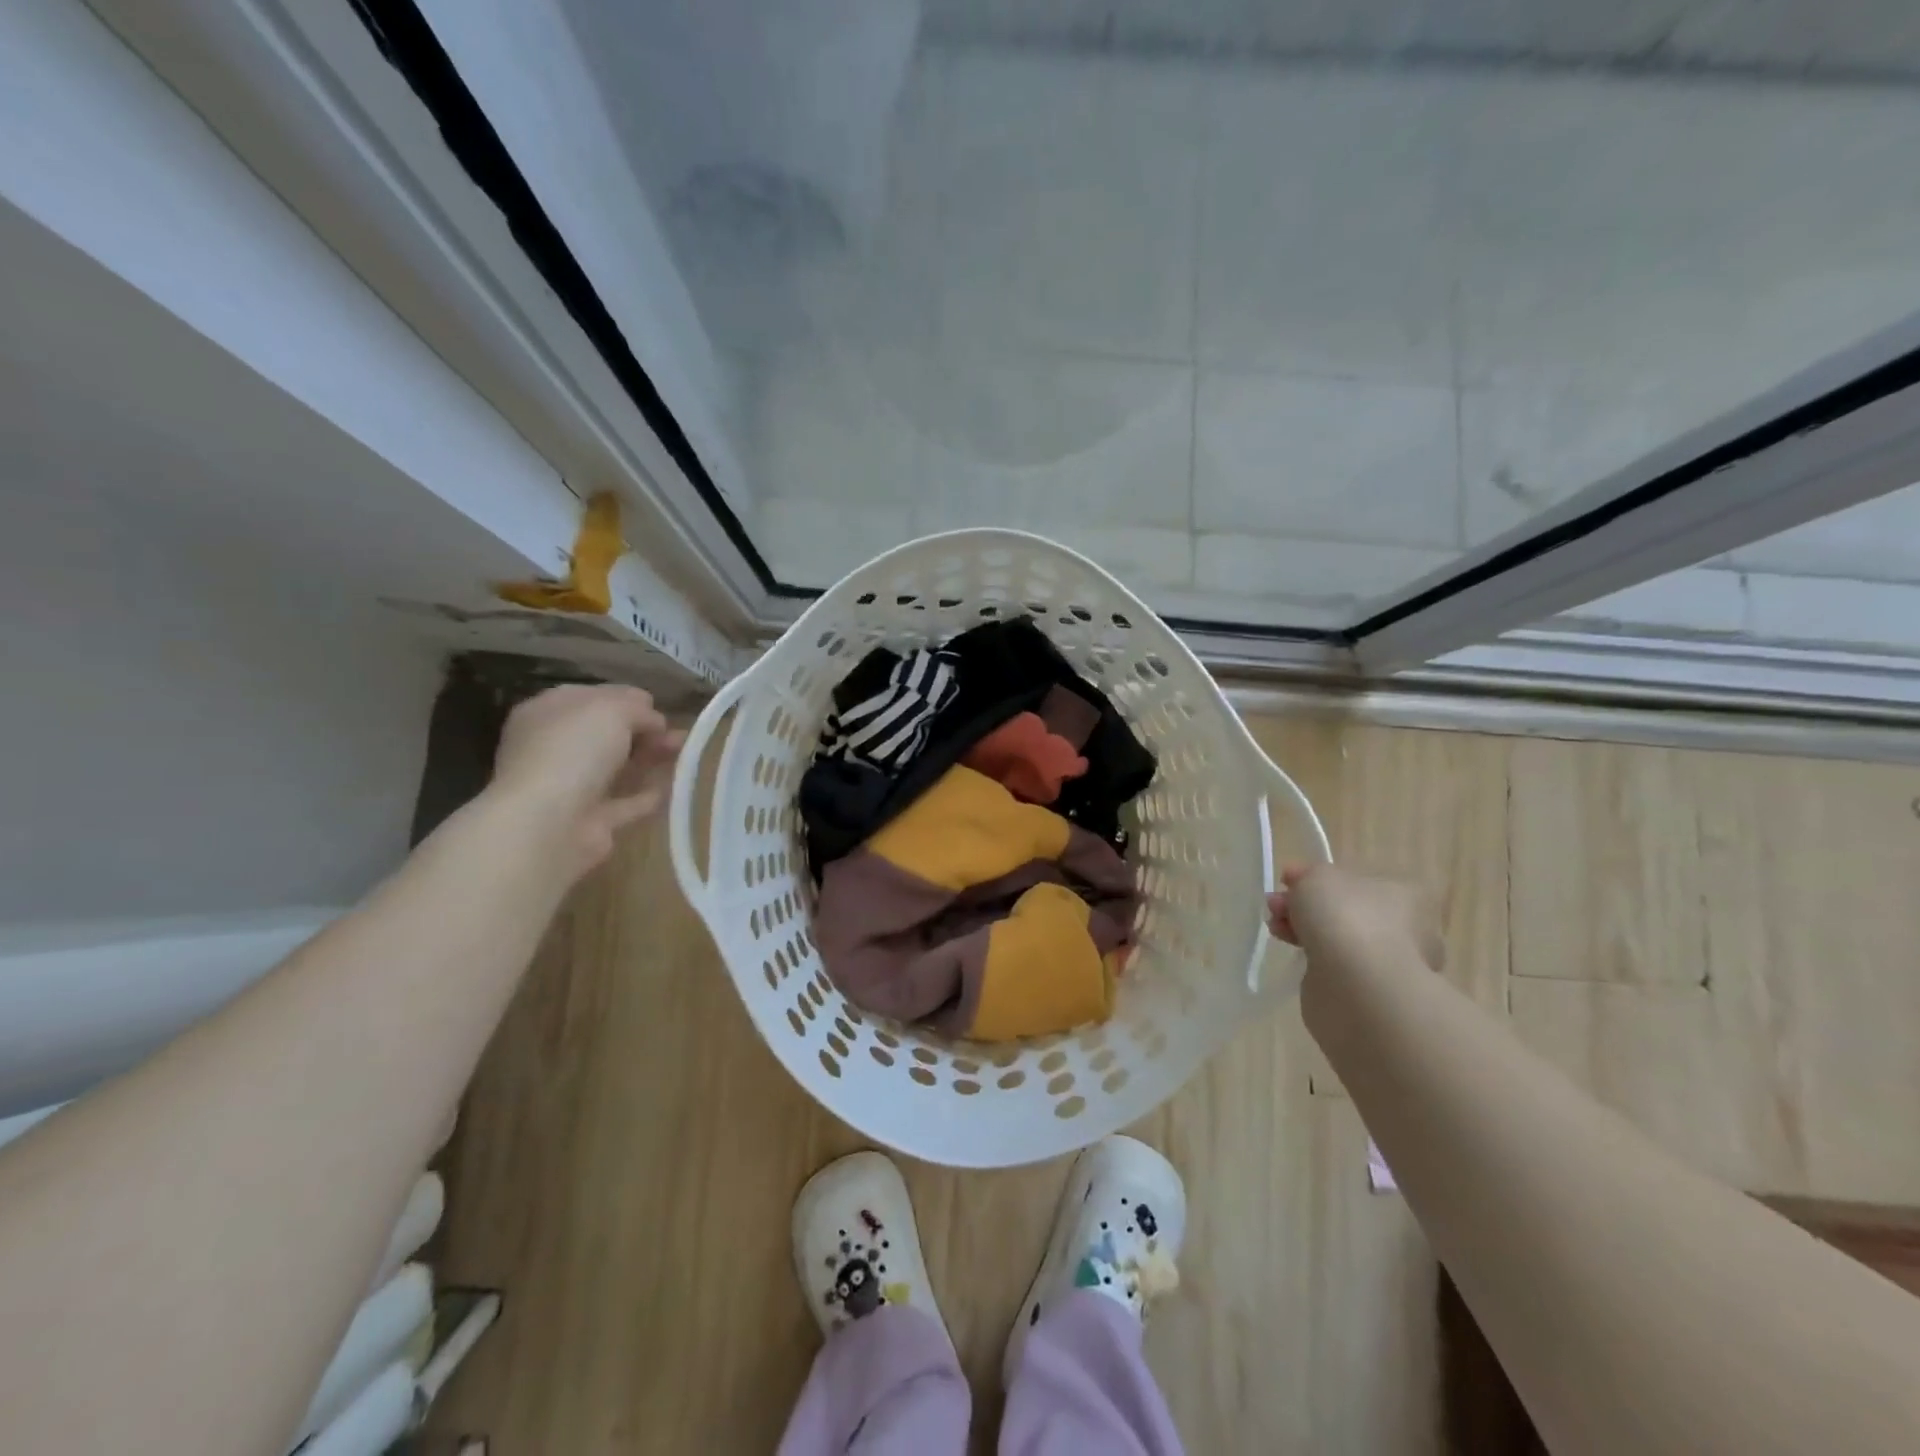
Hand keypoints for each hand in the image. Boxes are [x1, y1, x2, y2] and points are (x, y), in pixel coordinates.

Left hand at [489, 684, 682, 872]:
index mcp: (547, 713)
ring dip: (651, 759)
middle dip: (643, 731)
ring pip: (618, 767)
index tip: (657, 706)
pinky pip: (625, 802)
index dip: (625, 699)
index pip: (590, 697)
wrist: (548, 824)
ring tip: (687, 754)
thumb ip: (637, 709)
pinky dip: (648, 794)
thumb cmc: (573, 751)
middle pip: (606, 734)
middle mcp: (553, 748)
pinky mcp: (590, 820)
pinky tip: (675, 786)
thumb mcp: (612, 710)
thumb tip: (654, 721)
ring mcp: (569, 787)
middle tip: (677, 733)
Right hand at [1267, 863, 1443, 974]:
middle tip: (1275, 906)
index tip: (1286, 881)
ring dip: (1303, 930)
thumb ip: (1307, 874)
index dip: (1315, 878)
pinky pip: (1334, 965)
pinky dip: (1313, 957)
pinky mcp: (1369, 991)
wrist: (1359, 986)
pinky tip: (1294, 952)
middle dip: (1304, 905)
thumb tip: (1298, 880)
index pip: (1354, 880)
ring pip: (1336, 938)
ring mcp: (1388, 962)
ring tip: (1275, 928)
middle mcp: (1403, 927)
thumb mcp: (1318, 877)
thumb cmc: (1346, 918)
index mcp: (1401, 892)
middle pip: (1342, 909)